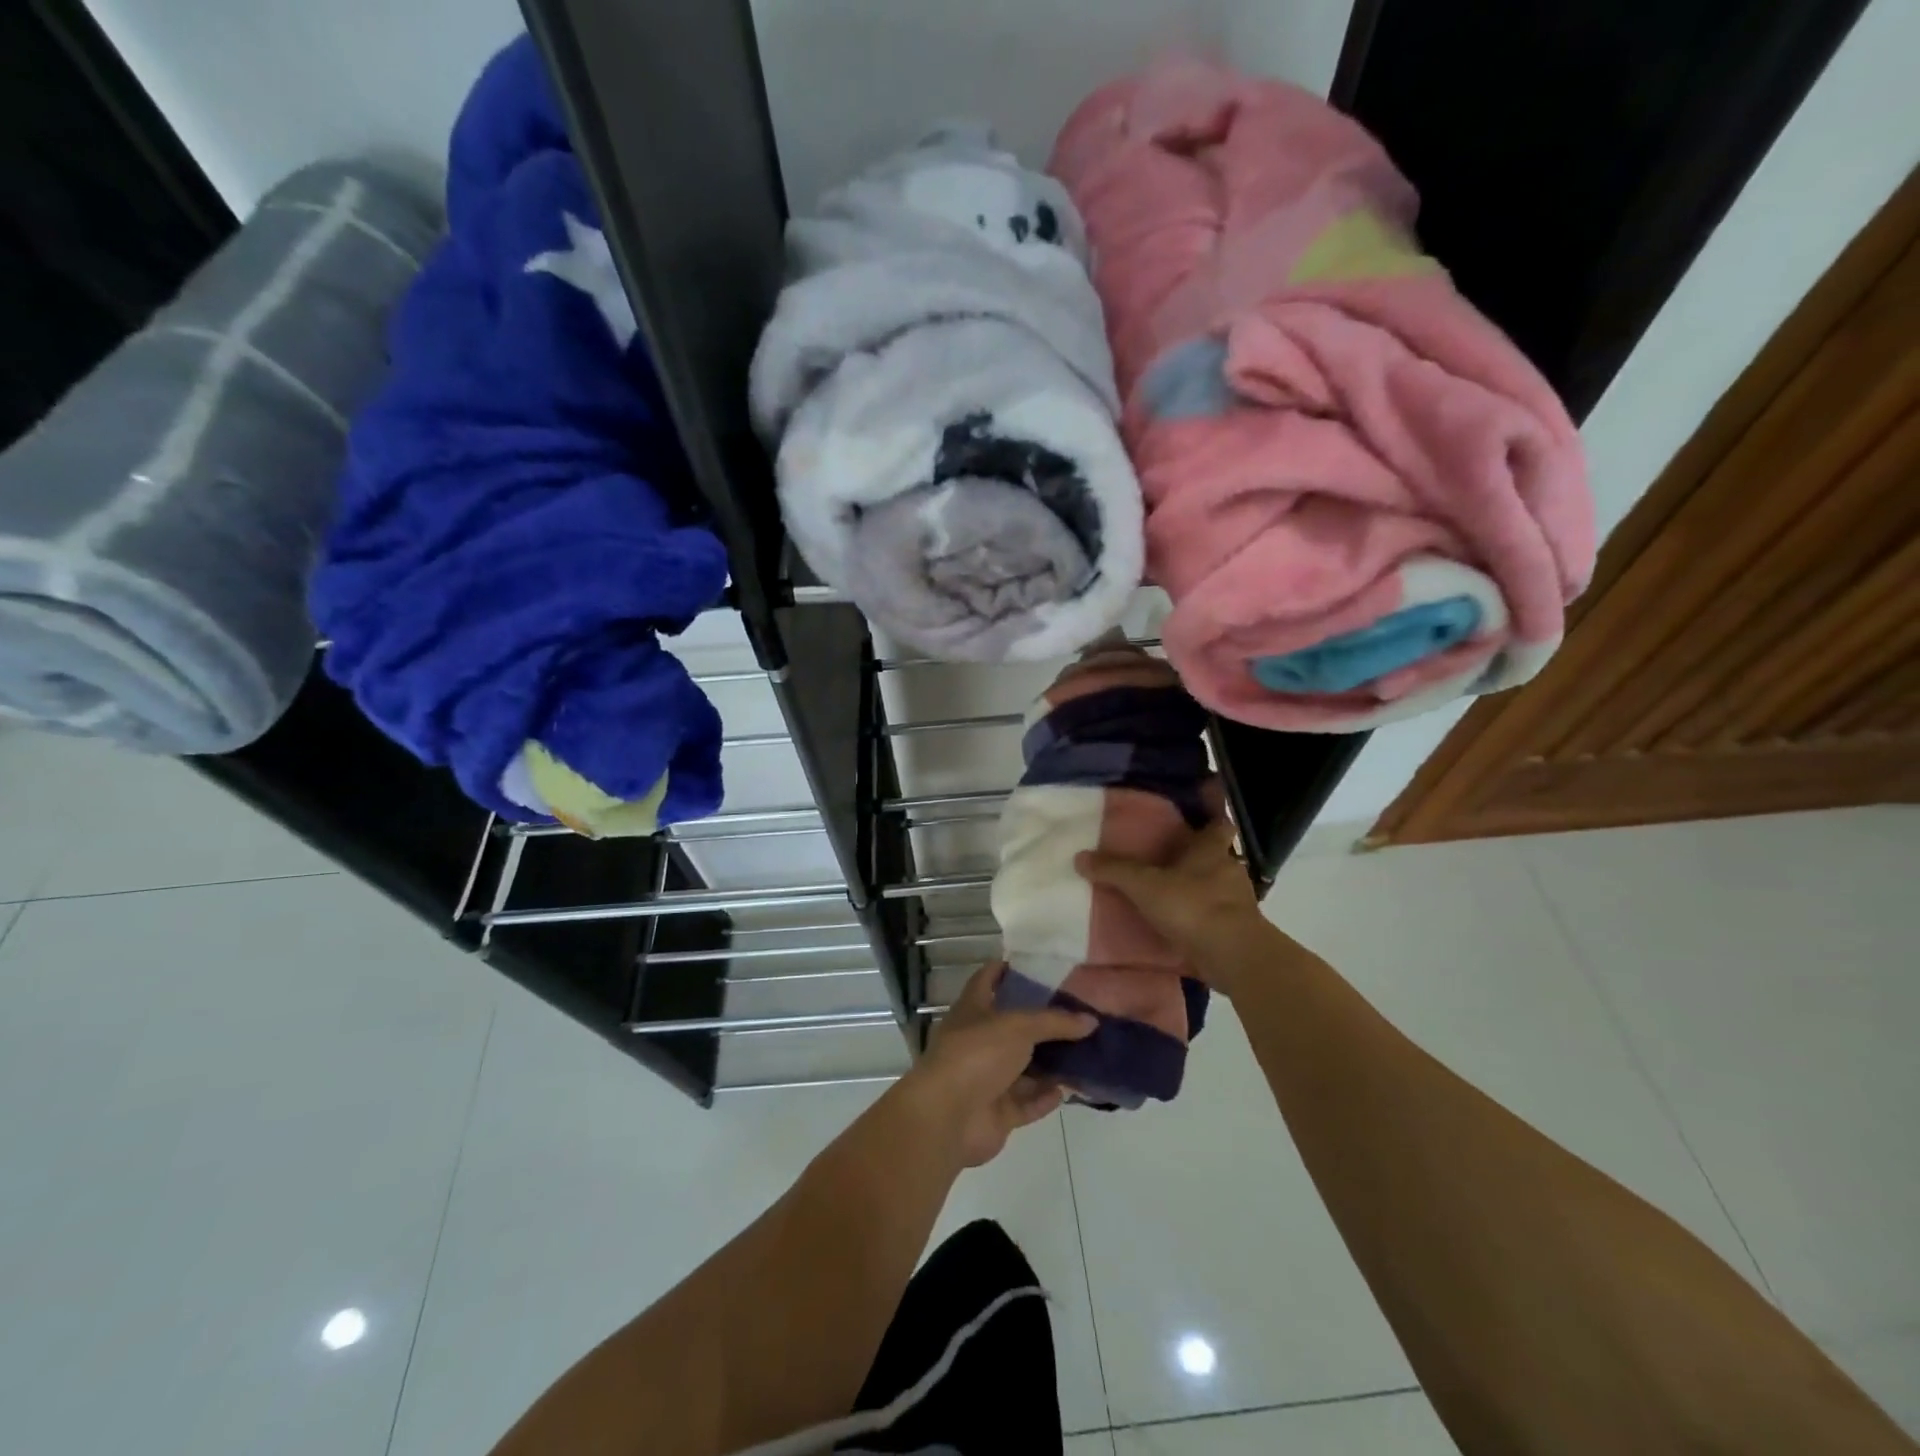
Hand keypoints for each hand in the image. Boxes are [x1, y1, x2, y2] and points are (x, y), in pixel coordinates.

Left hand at [900, 962, 1095, 1167]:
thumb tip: (1091, 1020)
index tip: (1038, 965)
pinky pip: (1026, 1102)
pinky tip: (1067, 1090)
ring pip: (1023, 1068)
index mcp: (973, 1010)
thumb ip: (1055, 1022)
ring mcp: (986, 1078)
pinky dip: (1044, 1097)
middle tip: (1078, 1013)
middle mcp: (978, 1040)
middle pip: (1013, 1027)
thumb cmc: (977, 1054)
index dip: (1008, 969)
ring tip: (1083, 1053)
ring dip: (1049, 1064)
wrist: (948, 1117)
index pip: (988, 979)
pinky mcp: (996, 1112)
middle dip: (1042, 1022)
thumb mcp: (1018, 1026)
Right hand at [1075, 817, 1273, 993]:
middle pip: (1218, 856)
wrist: (1234, 955)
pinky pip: (1218, 917)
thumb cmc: (1192, 906)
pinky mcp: (1240, 931)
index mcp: (1212, 849)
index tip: (1202, 814)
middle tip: (1174, 858)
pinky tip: (1184, 926)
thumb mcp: (1144, 885)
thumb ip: (1114, 870)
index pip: (1219, 823)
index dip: (1214, 816)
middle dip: (1200, 857)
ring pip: (1219, 887)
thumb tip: (1080, 856)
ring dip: (1202, 890)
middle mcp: (1229, 870)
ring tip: (1174, 894)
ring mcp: (1239, 902)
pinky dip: (1203, 919)